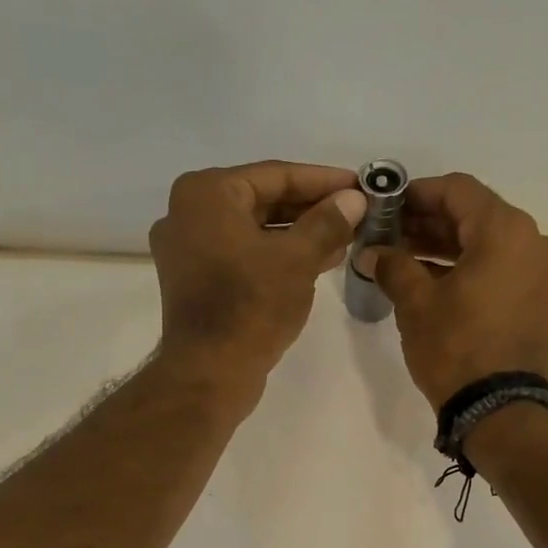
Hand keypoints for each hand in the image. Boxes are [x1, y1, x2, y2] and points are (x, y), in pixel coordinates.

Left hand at [149, 162, 366, 401]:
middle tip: (356, 214)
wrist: (210, 372)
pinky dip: (276, 255)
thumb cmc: (252, 306)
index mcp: (205, 194)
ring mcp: (187, 249)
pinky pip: (243, 254)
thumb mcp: (298, 259)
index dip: (323, 180)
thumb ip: (328, 222)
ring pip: (254, 230)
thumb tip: (354, 199)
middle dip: (312, 209)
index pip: (275, 175)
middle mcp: (187, 213)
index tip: (360, 185)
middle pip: (262, 200)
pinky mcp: (195, 280)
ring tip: (345, 239)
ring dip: (299, 234)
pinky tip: (316, 262)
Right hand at [367, 173, 547, 409]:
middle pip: (475, 215)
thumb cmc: (456, 348)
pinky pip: (502, 267)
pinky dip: (470, 267)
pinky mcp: (542, 299)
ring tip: (404, 257)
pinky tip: (432, 278)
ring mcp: (544, 271)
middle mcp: (535, 241)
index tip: (386, 205)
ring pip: (489, 243)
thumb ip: (393, 265)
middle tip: (389, 234)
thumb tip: (372, 252)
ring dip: (447, 246)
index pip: (457, 190)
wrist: (501, 410)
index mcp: (507, 230)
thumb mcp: (415, 303)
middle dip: (430, 223)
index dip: (417, 193)